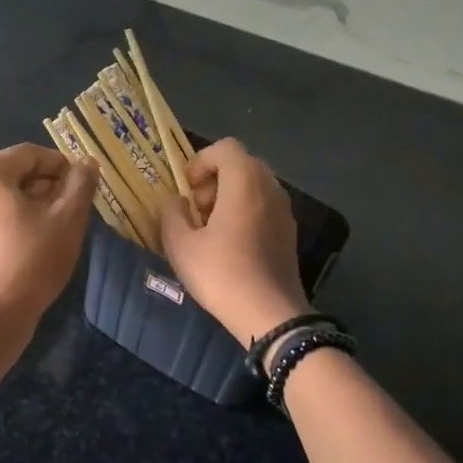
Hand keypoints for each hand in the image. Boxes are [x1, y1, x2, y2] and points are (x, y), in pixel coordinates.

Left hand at [0, 143, 95, 335]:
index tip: (81, 188)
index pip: (31, 155)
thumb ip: (80, 183)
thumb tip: (87, 163)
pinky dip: (7, 225)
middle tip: (69, 210)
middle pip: (13, 175)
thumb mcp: (69, 217)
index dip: (61, 167)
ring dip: (27, 206)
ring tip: (50, 230)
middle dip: (44, 187)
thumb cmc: (34, 258)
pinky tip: (26, 247)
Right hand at [159, 138, 309, 342]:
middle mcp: (270, 188)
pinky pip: (264, 206)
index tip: (186, 188)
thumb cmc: (221, 274)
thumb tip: (178, 202)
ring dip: (229, 196)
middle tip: (196, 209)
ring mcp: (285, 210)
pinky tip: (231, 245)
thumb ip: (172, 214)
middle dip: (215, 179)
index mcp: (245, 183)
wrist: (269, 314)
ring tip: (210, 229)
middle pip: (242, 164)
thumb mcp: (181, 245)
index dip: (201, 161)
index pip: (225, 148)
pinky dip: (245, 212)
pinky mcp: (290, 232)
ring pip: (254, 186)